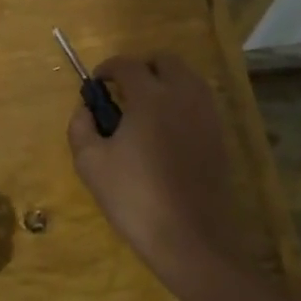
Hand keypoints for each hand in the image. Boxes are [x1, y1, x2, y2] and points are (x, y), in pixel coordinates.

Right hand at [67, 54, 253, 295]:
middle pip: (164, 60)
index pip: (127, 64)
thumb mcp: (91, 164)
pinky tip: (167, 130)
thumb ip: (80, 128)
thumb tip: (85, 110)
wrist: (192, 239)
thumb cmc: (136, 198)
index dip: (107, 69)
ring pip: (187, 77)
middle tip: (123, 91)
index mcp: (150, 96)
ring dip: (165, 81)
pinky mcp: (220, 136)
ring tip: (146, 109)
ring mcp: (206, 114)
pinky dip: (182, 101)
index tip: (97, 84)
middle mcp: (183, 95)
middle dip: (141, 68)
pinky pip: (199, 102)